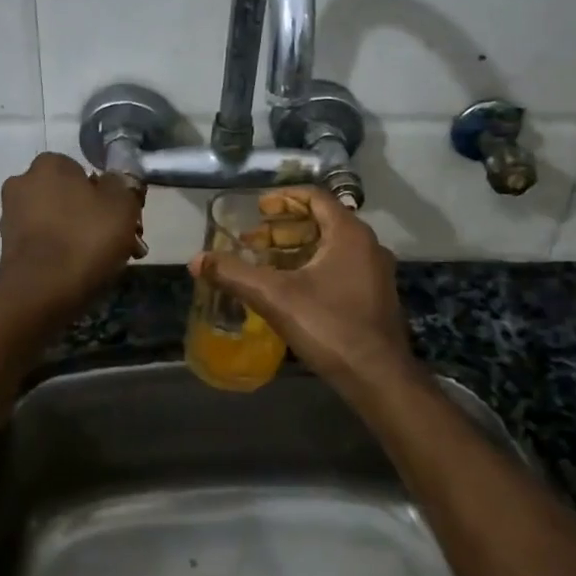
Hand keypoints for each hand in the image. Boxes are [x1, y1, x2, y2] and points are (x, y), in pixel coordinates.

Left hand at [0, 153, 145, 314]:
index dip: (107, 194)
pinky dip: (60, 253)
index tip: (122, 219)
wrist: (41, 293)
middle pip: (69, 196)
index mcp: (49, 164)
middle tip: (117, 243)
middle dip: (92, 216)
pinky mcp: (7, 248)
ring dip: (77, 235)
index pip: (84, 171)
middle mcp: (23, 183)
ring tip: (102, 262)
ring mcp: (11, 216)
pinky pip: (44, 243)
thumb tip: (115, 181)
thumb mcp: (122, 205)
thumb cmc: (85, 239)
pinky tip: (78, 272)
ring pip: (57, 221)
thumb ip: (123, 186)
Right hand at [189, 188, 417, 397]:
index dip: (283, 199)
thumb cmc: (330, 327)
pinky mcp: (374, 295)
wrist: (379, 378)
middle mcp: (367, 244)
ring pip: (330, 246)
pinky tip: (288, 287)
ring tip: (264, 263)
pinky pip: (339, 266)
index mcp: (349, 233)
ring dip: (296, 249)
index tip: (257, 209)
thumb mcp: (275, 297)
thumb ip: (234, 274)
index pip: (315, 198)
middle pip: (321, 221)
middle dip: (283, 228)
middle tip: (252, 241)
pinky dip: (311, 266)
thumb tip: (196, 260)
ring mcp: (374, 271)